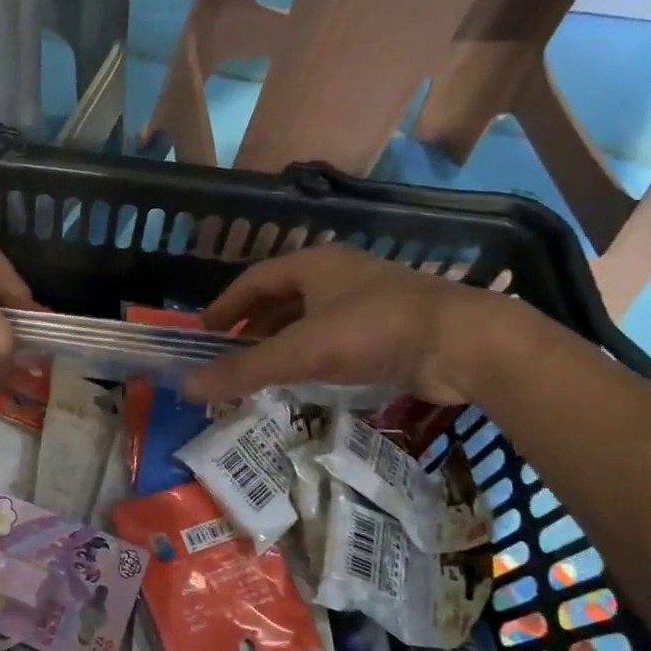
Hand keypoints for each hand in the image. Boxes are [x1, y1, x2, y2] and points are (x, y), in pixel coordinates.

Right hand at [182, 244, 497, 405]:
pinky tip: (309, 377)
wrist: (463, 343)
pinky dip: (314, 354)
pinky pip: (337, 336)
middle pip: (281, 297)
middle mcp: (338, 273)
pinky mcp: (391, 325)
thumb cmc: (372, 331)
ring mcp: (368, 298)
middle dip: (253, 326)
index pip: (254, 278)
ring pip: (311, 318)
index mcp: (313, 264)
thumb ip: (244, 369)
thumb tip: (188, 387)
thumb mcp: (301, 352)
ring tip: (264, 370)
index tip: (204, 331)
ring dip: (284, 342)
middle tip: (231, 355)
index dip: (226, 304)